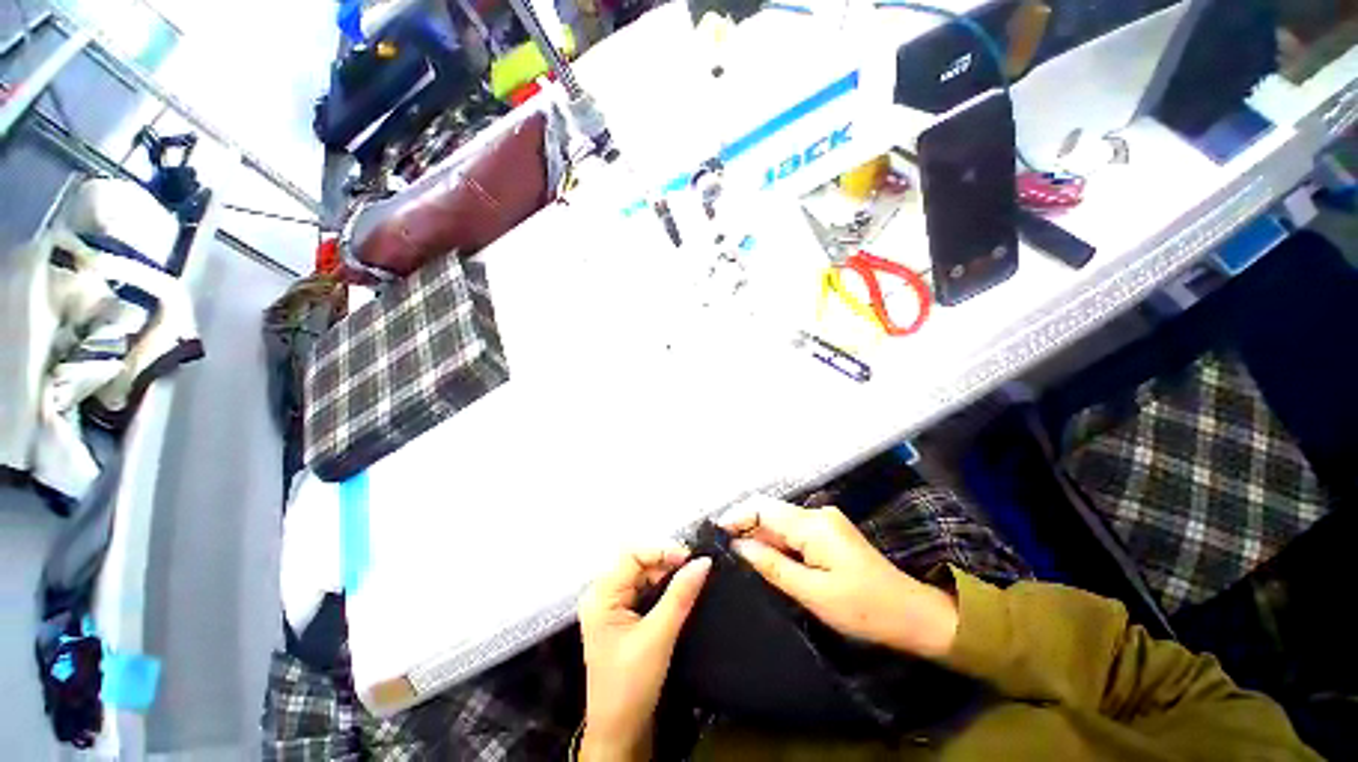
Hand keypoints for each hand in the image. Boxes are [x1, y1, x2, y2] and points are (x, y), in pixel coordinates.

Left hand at [578, 546, 710, 760]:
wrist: (619, 733)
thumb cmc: (631, 684)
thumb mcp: (658, 636)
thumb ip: (680, 595)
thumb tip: (703, 561)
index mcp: (601, 595)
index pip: (632, 555)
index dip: (662, 551)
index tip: (690, 559)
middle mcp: (603, 595)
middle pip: (638, 564)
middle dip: (666, 564)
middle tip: (694, 571)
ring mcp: (612, 607)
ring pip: (643, 577)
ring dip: (666, 577)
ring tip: (690, 580)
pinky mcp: (622, 619)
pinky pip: (644, 592)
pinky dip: (662, 590)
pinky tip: (678, 594)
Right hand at [721, 501, 957, 658]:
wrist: (911, 614)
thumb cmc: (863, 608)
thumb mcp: (812, 592)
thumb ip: (772, 565)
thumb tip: (739, 548)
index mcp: (812, 525)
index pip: (763, 509)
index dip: (736, 518)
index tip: (715, 535)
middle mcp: (816, 514)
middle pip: (770, 512)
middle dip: (745, 527)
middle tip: (722, 550)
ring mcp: (824, 522)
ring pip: (779, 522)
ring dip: (759, 536)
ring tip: (736, 556)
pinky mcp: (827, 533)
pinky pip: (792, 531)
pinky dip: (775, 543)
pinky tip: (764, 559)